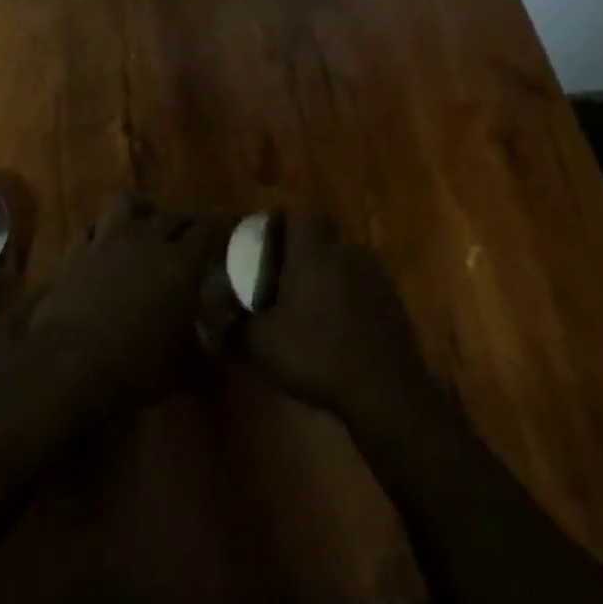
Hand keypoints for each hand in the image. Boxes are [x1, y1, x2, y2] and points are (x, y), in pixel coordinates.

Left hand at [28, 197, 225, 415]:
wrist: (69, 364)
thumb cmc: (136, 365)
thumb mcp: (182, 368)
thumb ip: (204, 355)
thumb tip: (218, 357)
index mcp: (181, 263)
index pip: (209, 231)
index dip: (220, 229)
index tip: (227, 232)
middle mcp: (146, 241)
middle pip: (172, 215)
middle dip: (185, 223)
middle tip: (190, 237)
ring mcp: (107, 243)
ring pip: (126, 204)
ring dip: (140, 211)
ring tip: (144, 225)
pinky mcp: (75, 254)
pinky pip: (90, 229)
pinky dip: (100, 232)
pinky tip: (102, 245)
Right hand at [238, 215, 434, 425]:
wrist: (384, 390)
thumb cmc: (316, 355)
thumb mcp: (259, 345)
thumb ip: (232, 325)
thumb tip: (212, 319)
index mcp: (313, 250)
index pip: (296, 213)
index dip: (276, 223)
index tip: (259, 243)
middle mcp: (345, 250)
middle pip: (320, 230)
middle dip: (297, 245)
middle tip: (277, 270)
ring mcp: (373, 271)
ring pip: (341, 254)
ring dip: (322, 266)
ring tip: (303, 297)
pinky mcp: (390, 296)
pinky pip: (359, 278)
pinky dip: (344, 289)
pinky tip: (332, 319)